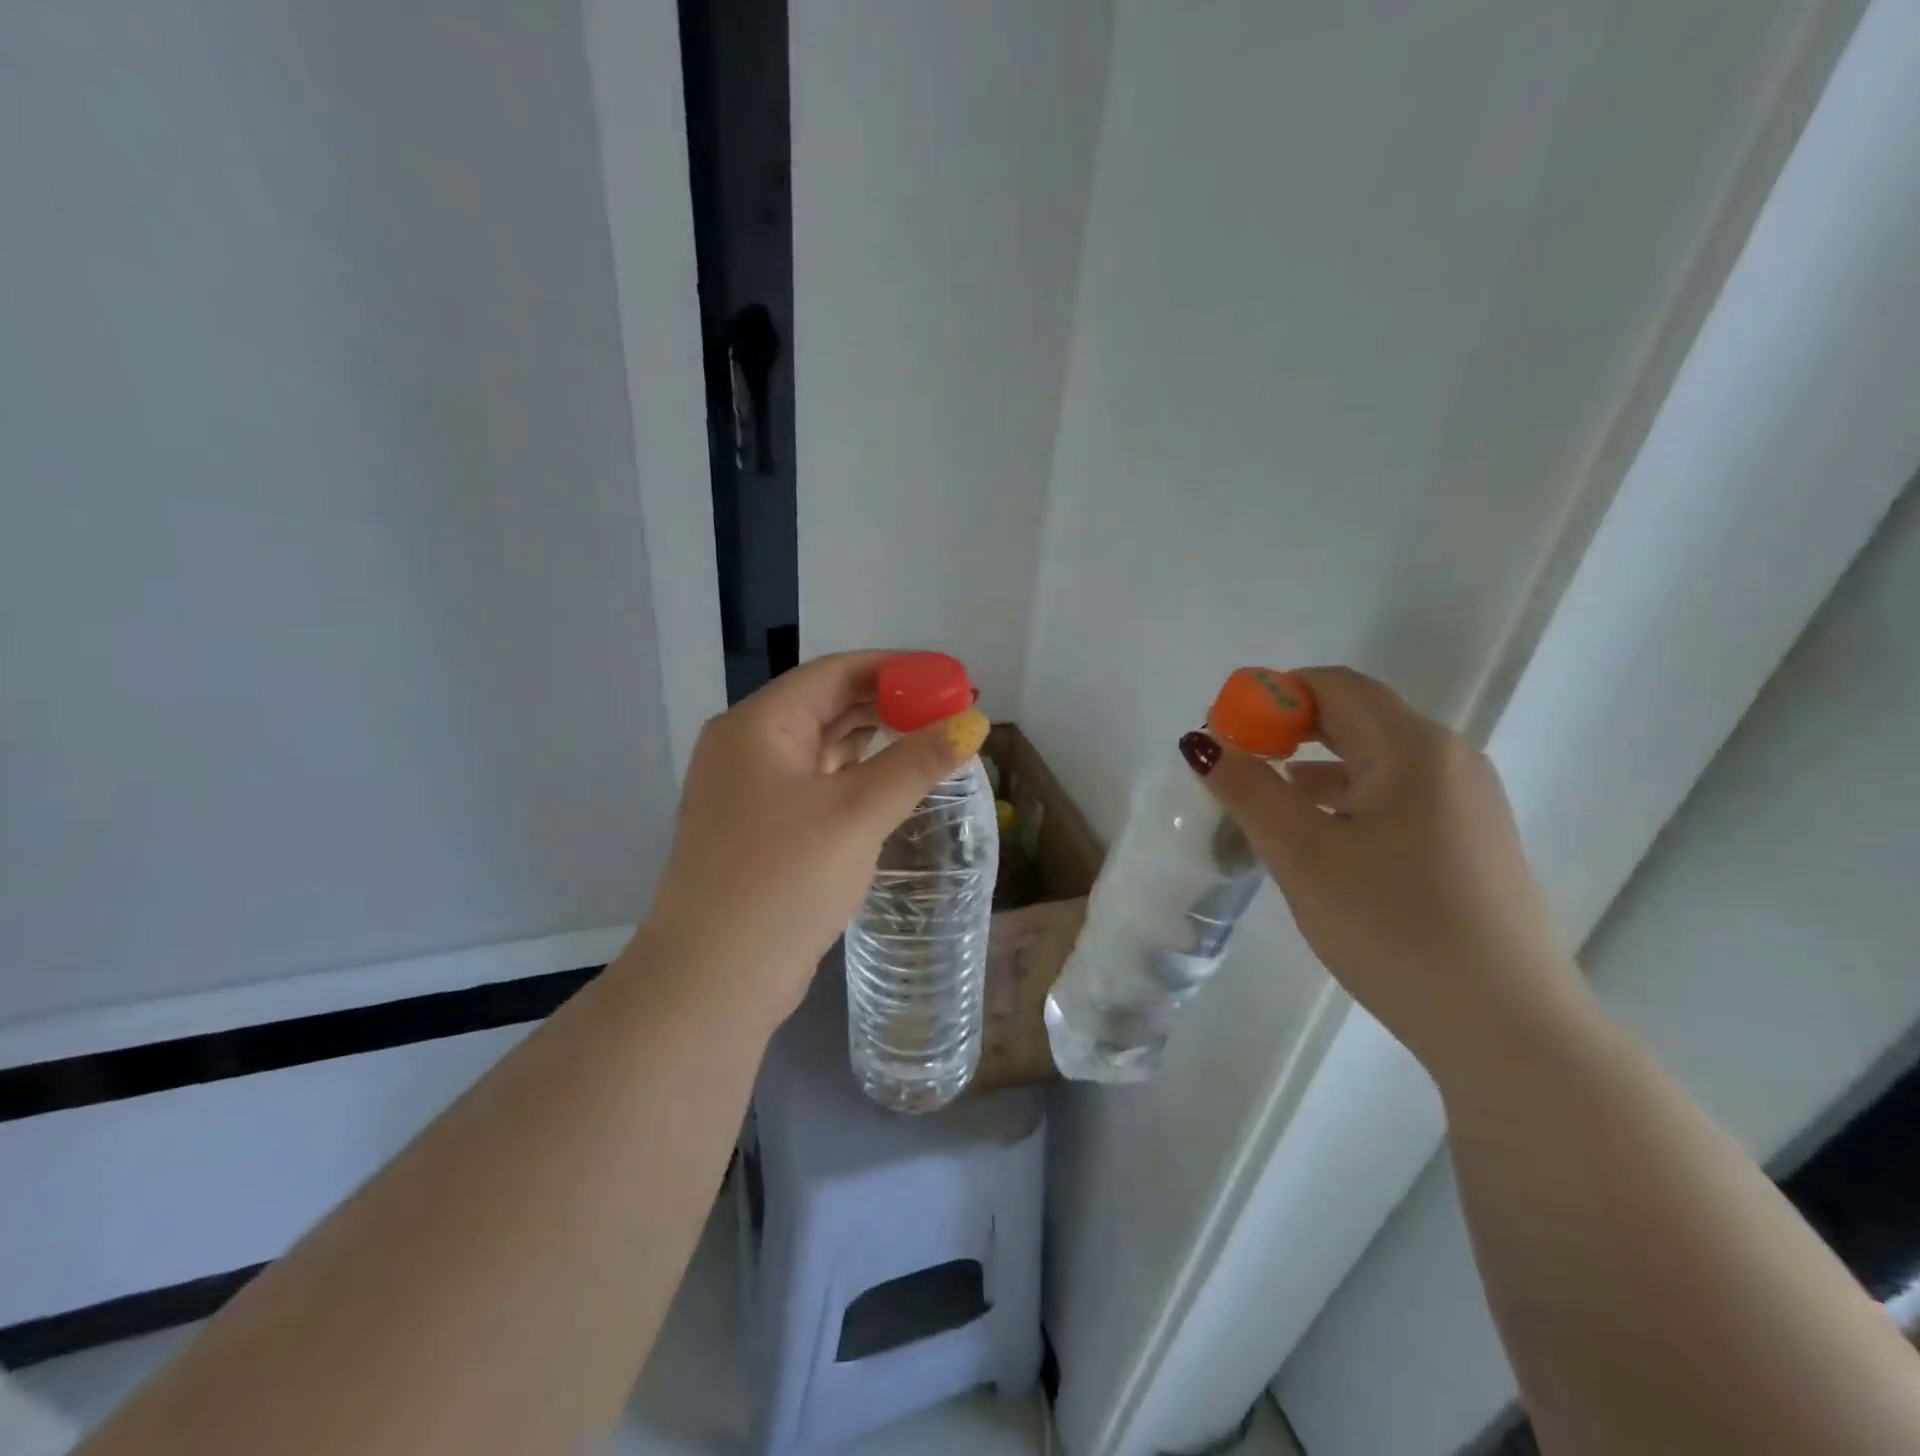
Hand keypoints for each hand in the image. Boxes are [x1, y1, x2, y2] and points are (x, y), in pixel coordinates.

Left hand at [639, 651, 990, 1027]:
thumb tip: (974, 721)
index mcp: (758, 725)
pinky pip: (815, 783)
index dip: (897, 668)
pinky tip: (891, 782)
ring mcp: (748, 791)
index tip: (950, 677)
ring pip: (822, 747)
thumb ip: (916, 762)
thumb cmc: (783, 880)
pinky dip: (855, 776)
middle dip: (890, 704)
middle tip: (951, 711)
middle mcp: (746, 747)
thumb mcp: (856, 813)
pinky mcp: (759, 829)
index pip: (835, 672)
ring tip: (932, 739)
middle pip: (828, 705)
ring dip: (875, 740)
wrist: (713, 980)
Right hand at [1189, 666, 1575, 1069]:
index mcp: (1414, 748)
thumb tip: (1204, 745)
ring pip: (1376, 761)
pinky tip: (1318, 836)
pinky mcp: (1470, 843)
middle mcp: (1450, 761)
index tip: (1224, 730)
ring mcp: (1467, 804)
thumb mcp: (1303, 854)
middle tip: (1236, 761)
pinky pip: (1397, 797)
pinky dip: (1347, 798)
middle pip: (1356, 718)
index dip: (1271, 695)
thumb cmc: (1393, 926)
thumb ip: (1248, 790)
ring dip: (1315, 766)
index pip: (1334, 686)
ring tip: (1265, 800)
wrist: (1505, 1027)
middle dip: (1288, 730)